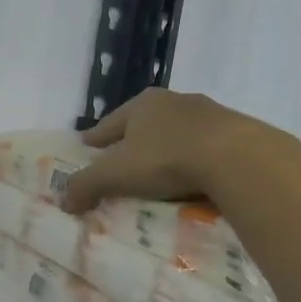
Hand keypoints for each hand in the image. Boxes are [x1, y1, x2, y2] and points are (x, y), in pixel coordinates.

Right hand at [61, 89, 274, 213]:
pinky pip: (205, 148)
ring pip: (177, 133)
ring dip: (167, 149)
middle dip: (132, 142)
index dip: (96, 138)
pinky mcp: (236, 132)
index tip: (87, 148)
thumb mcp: (116, 174)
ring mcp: (209, 114)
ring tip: (159, 173)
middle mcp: (174, 101)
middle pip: (144, 124)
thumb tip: (63, 200)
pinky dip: (195, 160)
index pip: (109, 123)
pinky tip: (194, 178)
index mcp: (142, 104)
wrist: (238, 158)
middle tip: (121, 162)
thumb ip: (86, 185)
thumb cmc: (167, 159)